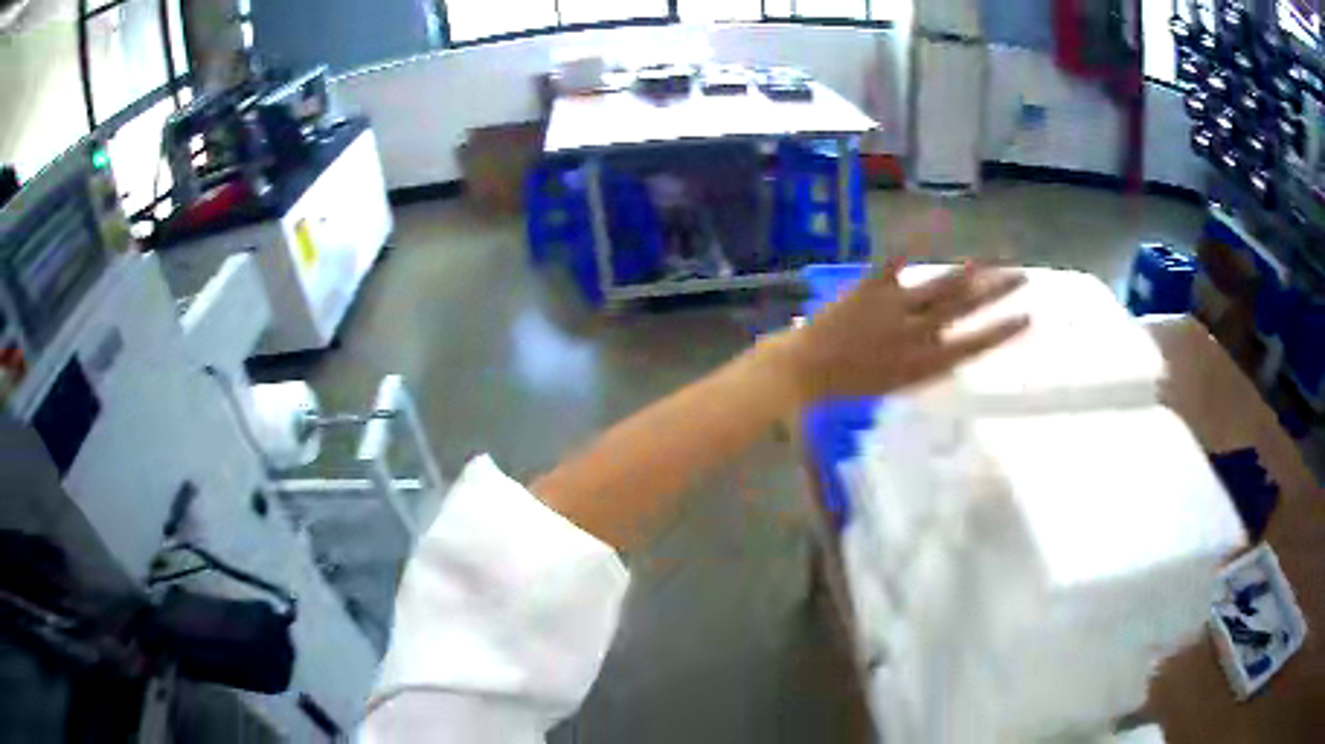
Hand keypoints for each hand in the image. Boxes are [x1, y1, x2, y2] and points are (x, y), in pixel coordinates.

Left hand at [771, 261, 1028, 405]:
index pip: (974, 346)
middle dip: (998, 293)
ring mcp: (897, 309)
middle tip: (1023, 277)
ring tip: (993, 259)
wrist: (806, 371)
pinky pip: (901, 259)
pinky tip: (939, 218)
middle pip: (966, 310)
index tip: (1028, 318)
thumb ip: (925, 362)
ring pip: (943, 287)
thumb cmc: (850, 384)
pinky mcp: (874, 287)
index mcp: (925, 365)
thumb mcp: (897, 384)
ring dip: (971, 272)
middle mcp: (918, 336)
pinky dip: (920, 237)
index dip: (1003, 332)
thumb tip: (951, 344)